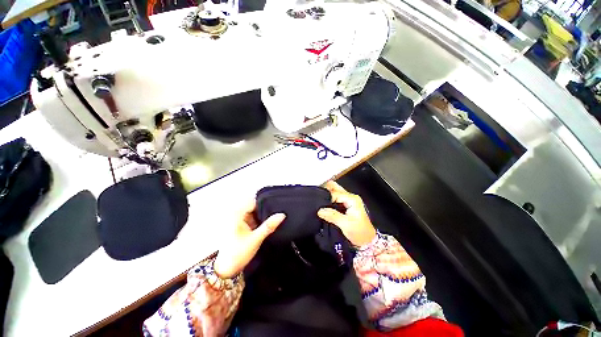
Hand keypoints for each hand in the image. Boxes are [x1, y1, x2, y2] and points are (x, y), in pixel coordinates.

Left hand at [213, 200, 285, 278]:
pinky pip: (253, 218)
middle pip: (255, 206)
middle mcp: (236, 214)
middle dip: (266, 210)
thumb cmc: (237, 253)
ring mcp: (238, 219)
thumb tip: (282, 214)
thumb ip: (269, 226)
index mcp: (237, 214)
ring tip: (273, 218)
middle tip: (278, 213)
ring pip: (255, 212)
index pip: (255, 201)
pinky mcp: (240, 225)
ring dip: (263, 216)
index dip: (266, 202)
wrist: (226, 269)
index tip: (278, 205)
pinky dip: (259, 220)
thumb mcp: (256, 239)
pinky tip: (266, 225)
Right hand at [318, 181, 376, 246]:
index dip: (326, 198)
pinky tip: (325, 206)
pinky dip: (328, 200)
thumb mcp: (345, 224)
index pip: (335, 193)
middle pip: (335, 187)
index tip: (320, 206)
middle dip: (325, 191)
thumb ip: (332, 216)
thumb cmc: (360, 232)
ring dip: (327, 195)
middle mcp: (350, 197)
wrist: (366, 240)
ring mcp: (348, 200)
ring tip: (320, 204)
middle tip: (318, 199)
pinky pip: (335, 198)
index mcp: (352, 199)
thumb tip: (320, 210)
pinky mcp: (345, 204)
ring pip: (334, 191)